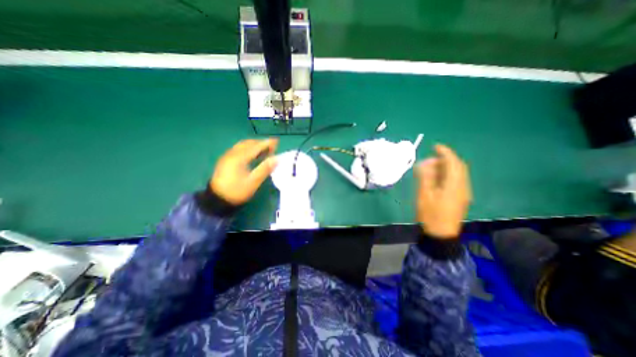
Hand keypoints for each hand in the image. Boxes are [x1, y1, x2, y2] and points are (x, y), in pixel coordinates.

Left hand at [210, 140, 278, 205]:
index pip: (256, 147)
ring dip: (254, 145)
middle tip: (272, 147)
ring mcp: (227, 156)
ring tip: (264, 150)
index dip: (267, 143)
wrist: (216, 199)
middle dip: (261, 143)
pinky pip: (238, 149)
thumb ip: (265, 169)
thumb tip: (277, 158)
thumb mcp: (253, 182)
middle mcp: (232, 153)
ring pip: (242, 145)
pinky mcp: (225, 160)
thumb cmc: (237, 191)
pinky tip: (252, 154)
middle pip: (248, 143)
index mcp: (239, 158)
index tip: (277, 141)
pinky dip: (247, 148)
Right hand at [416, 143, 468, 238]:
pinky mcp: (460, 197)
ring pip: (457, 173)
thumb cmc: (430, 214)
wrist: (441, 234)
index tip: (435, 146)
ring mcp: (463, 192)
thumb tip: (425, 162)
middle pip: (458, 167)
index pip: (453, 163)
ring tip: (430, 168)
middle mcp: (463, 186)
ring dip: (445, 167)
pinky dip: (447, 175)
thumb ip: (425, 177)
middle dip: (445, 159)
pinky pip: (456, 180)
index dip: (445, 152)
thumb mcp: (424, 195)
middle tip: (429, 159)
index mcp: (454, 185)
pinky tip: (436, 178)